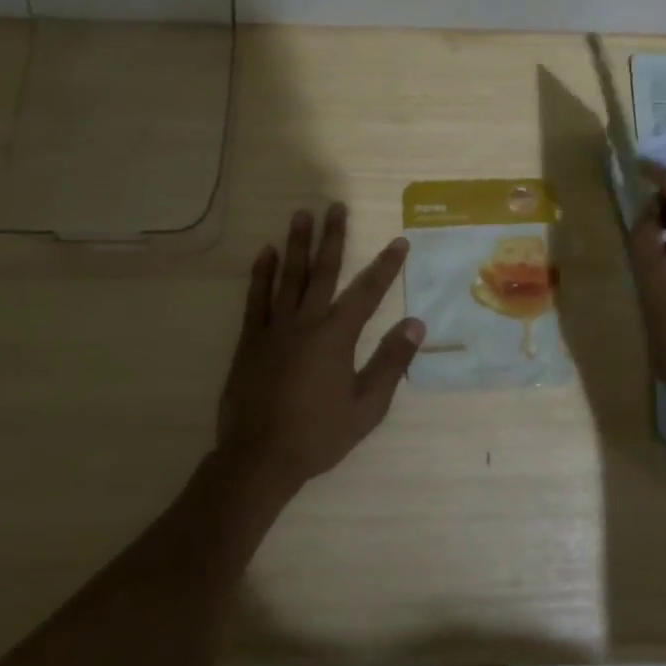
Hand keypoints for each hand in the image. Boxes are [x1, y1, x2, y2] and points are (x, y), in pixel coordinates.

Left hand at [217, 203, 423, 495]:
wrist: (258, 459)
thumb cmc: (318, 435)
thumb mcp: (366, 406)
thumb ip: (391, 362)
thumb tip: (416, 324)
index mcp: (336, 337)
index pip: (367, 292)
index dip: (386, 266)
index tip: (399, 241)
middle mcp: (305, 322)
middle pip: (323, 272)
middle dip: (333, 237)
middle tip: (336, 206)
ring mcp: (274, 329)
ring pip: (288, 277)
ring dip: (297, 244)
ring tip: (301, 214)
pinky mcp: (250, 341)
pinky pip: (255, 299)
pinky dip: (261, 274)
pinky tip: (266, 253)